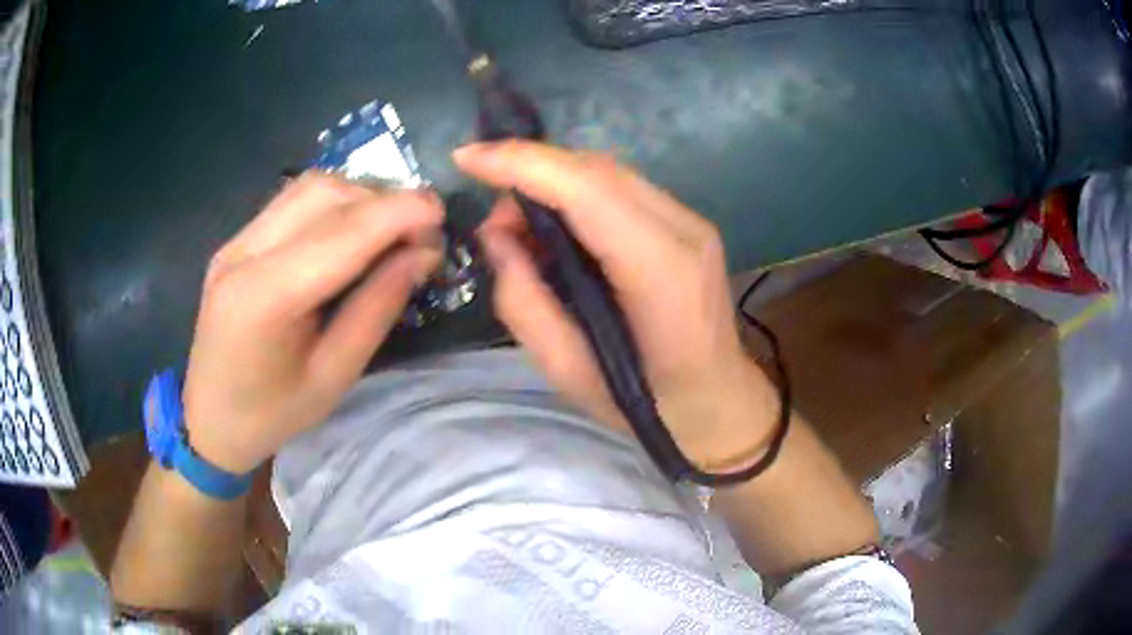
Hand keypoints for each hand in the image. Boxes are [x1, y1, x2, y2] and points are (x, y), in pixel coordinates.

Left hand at [181, 174, 442, 472]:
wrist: (209, 420)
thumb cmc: (272, 415)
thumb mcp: (334, 376)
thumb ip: (377, 308)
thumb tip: (422, 254)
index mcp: (264, 299)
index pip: (341, 233)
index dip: (398, 213)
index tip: (442, 214)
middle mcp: (243, 254)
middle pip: (324, 193)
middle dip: (381, 200)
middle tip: (417, 231)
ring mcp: (235, 242)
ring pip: (308, 187)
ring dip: (358, 196)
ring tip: (387, 228)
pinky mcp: (235, 241)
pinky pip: (291, 201)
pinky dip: (332, 204)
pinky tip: (349, 231)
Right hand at [456, 141, 778, 468]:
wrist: (719, 404)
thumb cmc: (648, 405)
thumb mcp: (569, 372)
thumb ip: (524, 302)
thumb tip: (496, 237)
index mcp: (662, 272)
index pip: (587, 190)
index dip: (522, 163)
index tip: (466, 158)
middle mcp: (684, 231)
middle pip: (596, 170)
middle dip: (531, 173)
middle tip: (496, 222)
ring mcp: (692, 222)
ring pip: (608, 173)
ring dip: (553, 183)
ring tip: (523, 230)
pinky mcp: (689, 224)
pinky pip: (621, 189)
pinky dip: (578, 195)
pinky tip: (560, 230)